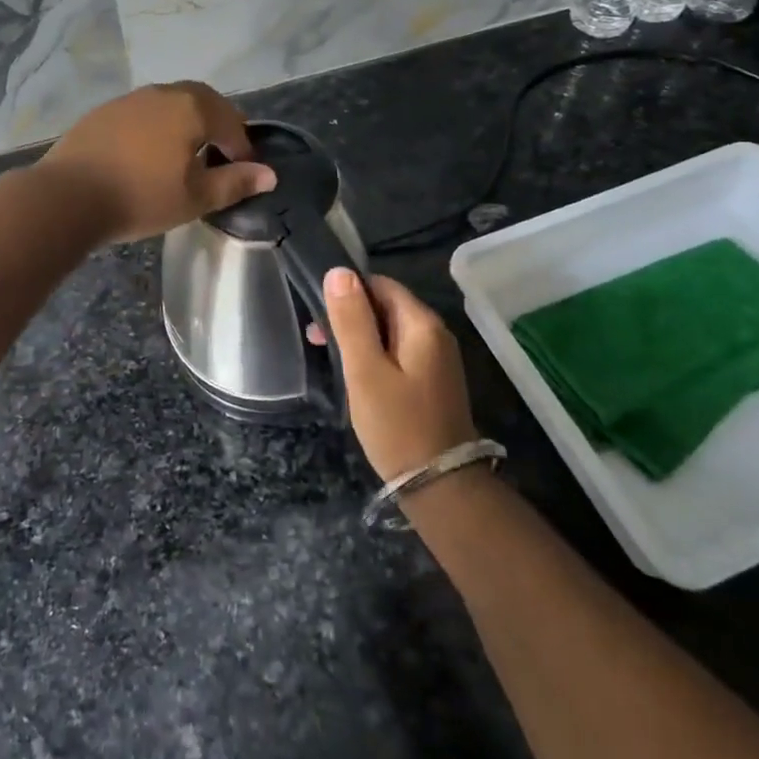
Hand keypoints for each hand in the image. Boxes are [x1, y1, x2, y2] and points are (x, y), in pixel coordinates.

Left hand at [41, 82, 275, 243]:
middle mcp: (163, 93)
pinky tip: (147, 153)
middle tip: (221, 153)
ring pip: (170, 103)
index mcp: (192, 108)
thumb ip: (235, 183)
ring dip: (186, 123)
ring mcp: (130, 99)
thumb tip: (270, 175)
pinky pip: (143, 113)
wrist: (66, 196)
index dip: (243, 147)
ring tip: (185, 154)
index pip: (231, 122)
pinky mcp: (103, 112)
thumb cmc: (140, 197)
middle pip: (202, 101)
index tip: (245, 170)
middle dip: (217, 124)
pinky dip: (156, 127)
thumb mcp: (195, 197)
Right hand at [317, 270, 478, 481]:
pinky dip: (374, 356)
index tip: (319, 314)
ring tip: (328, 357)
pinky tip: (355, 375)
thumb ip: (351, 319)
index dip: (348, 292)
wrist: (441, 488)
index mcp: (422, 323)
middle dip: (350, 316)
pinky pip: (398, 353)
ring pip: (390, 331)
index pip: (380, 284)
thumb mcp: (365, 370)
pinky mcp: (432, 382)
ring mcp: (437, 360)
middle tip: (317, 339)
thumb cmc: (398, 425)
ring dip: (359, 338)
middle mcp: (435, 334)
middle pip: (386, 306)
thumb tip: (338, 271)